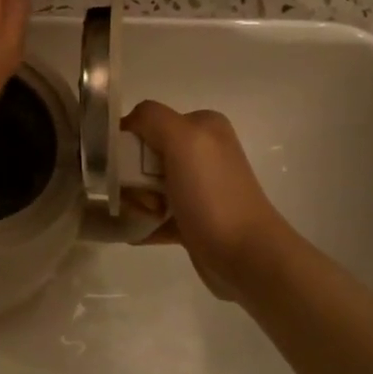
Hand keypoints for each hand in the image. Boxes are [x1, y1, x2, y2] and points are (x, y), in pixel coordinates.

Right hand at [121, 100, 293, 300]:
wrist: (245, 256)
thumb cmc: (212, 194)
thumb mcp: (183, 139)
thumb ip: (151, 117)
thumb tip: (127, 125)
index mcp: (203, 126)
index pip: (147, 122)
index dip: (131, 143)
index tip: (131, 168)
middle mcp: (203, 151)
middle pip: (143, 155)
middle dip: (133, 178)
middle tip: (146, 198)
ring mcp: (198, 186)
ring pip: (146, 186)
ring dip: (137, 202)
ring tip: (149, 217)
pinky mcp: (194, 217)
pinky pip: (154, 213)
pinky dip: (143, 222)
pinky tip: (138, 232)